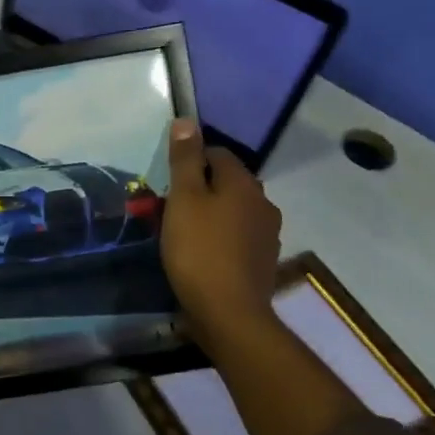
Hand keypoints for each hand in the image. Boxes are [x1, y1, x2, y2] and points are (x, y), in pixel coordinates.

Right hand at [161, 120, 282, 342]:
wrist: (229, 314)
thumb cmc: (199, 250)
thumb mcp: (183, 200)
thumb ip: (184, 160)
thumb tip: (187, 121)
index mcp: (244, 183)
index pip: (217, 153)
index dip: (190, 161)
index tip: (167, 182)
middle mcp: (263, 203)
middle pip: (227, 182)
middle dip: (200, 188)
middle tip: (170, 207)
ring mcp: (267, 234)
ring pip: (233, 210)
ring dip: (212, 214)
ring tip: (183, 231)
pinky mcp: (262, 261)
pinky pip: (238, 236)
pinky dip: (220, 238)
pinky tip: (202, 254)